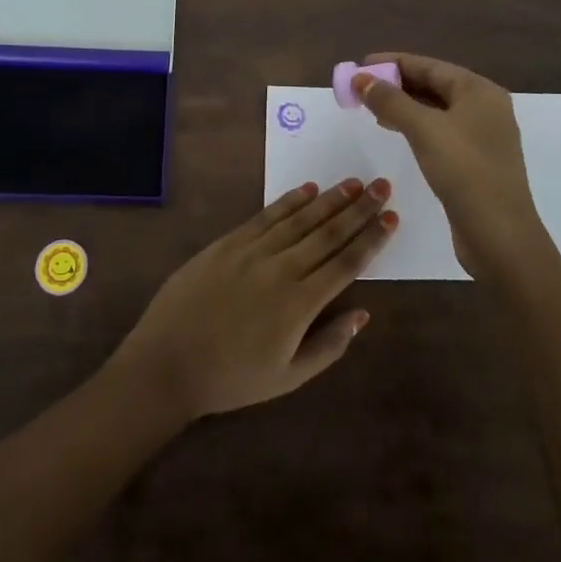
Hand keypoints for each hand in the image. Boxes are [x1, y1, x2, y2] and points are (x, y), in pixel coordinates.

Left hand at [107, 179, 398, 419]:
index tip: (391, 217)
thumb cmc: (231, 378)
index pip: (345, 263)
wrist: (168, 361)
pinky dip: (289, 201)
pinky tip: (308, 189)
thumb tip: (363, 314)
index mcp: (300, 304)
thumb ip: (329, 345)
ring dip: (330, 199)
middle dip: (358, 209)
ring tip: (353, 183)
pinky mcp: (229, 242)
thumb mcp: (287, 378)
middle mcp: (282, 269)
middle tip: (381, 185)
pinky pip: (266, 216)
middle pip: (328, 233)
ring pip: (300, 219)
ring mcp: (253, 251)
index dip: (371, 239)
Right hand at [352, 53, 549, 278]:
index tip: (361, 64)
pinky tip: (396, 131)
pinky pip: (440, 131)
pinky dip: (416, 126)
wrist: (499, 235)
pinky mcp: (476, 161)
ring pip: (436, 109)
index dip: (393, 62)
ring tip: (371, 108)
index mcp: (479, 91)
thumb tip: (361, 79)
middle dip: (396, 84)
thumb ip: (390, 100)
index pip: (430, 66)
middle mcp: (485, 107)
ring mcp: (483, 135)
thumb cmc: (464, 171)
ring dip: (404, 106)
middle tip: (361, 87)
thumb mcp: (423, 129)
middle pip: (434, 85)